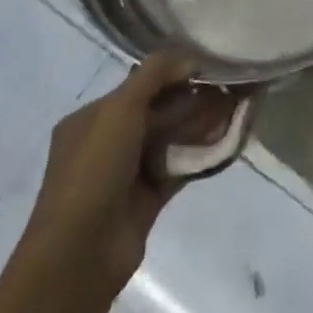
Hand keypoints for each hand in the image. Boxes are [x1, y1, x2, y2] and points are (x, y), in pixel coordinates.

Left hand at [22, 51, 223, 301]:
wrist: (80, 255)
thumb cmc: (93, 171)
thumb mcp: (119, 109)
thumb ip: (154, 75)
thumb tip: (190, 57)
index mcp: (91, 118)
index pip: (138, 85)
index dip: (172, 73)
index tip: (207, 66)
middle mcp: (107, 142)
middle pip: (156, 111)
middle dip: (190, 99)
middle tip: (227, 87)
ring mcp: (127, 174)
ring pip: (169, 138)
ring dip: (198, 124)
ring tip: (232, 110)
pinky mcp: (146, 201)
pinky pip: (177, 167)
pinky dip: (199, 154)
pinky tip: (224, 139)